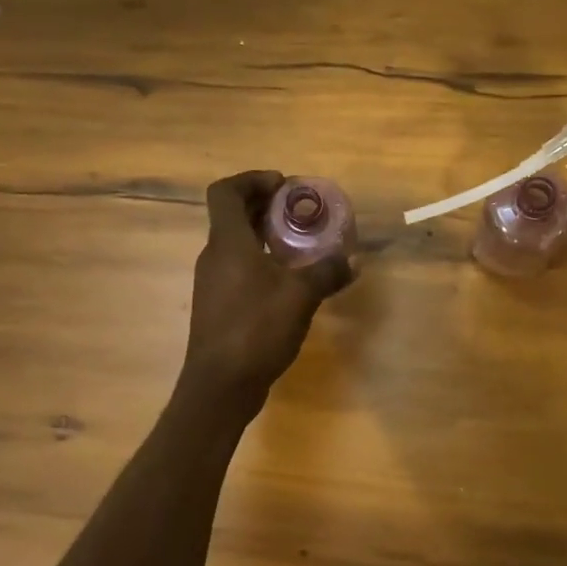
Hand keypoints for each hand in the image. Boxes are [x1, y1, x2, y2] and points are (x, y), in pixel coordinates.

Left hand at [182, 171, 354, 400]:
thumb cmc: (255, 329)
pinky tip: (288, 280)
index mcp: (227, 243)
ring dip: (264, 235)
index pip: (226, 191)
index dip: (252, 179)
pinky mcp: (218, 305)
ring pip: (236, 243)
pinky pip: (238, 268)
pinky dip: (261, 261)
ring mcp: (213, 282)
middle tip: (299, 210)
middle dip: (265, 205)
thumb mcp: (300, 296)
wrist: (220, 386)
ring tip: (299, 243)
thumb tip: (353, 259)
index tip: (283, 186)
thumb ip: (327, 272)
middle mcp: (214, 256)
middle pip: (232, 215)